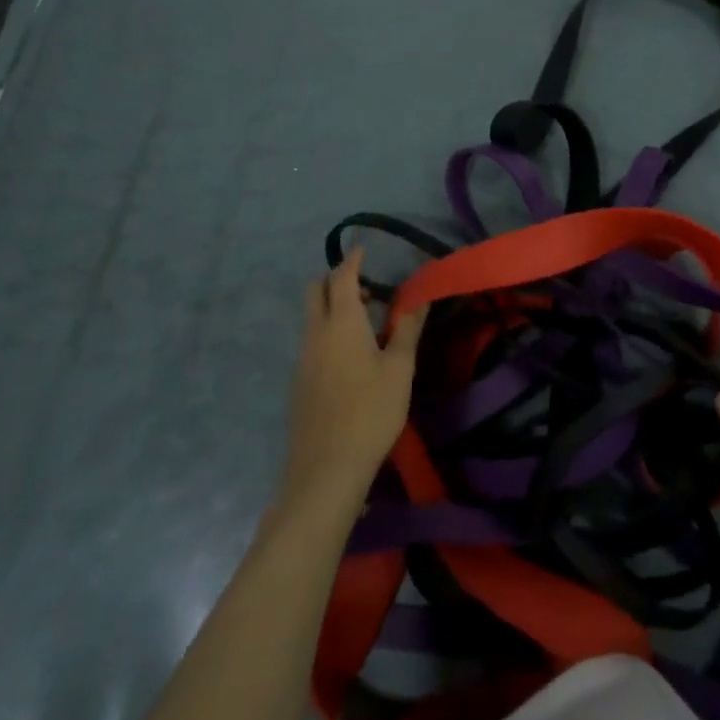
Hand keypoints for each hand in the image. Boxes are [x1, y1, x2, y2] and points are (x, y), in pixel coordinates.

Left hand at [279, 249, 427, 514]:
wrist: (327, 469)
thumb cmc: (370, 412)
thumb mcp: (399, 369)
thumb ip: (408, 330)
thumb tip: (419, 299)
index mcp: (341, 323)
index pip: (342, 277)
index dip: (353, 260)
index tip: (363, 249)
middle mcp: (316, 333)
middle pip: (316, 291)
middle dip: (336, 279)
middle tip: (366, 287)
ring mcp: (303, 358)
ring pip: (313, 316)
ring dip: (334, 306)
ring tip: (367, 321)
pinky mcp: (300, 382)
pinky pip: (312, 340)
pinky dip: (328, 330)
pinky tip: (352, 355)